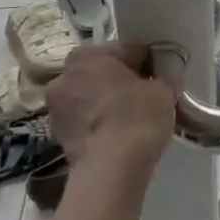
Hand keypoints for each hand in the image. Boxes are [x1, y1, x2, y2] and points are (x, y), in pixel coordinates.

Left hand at [44, 44, 174, 180]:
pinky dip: (98, 125)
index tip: (159, 76)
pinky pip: (85, 121)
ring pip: (90, 98)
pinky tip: (118, 135)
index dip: (145, 62)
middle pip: (101, 73)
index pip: (125, 50)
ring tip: (130, 119)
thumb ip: (159, 78)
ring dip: (105, 103)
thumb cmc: (136, 115)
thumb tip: (159, 80)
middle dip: (119, 81)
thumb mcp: (163, 89)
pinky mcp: (57, 138)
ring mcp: (56, 109)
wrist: (111, 168)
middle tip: (144, 96)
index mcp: (87, 55)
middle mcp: (64, 76)